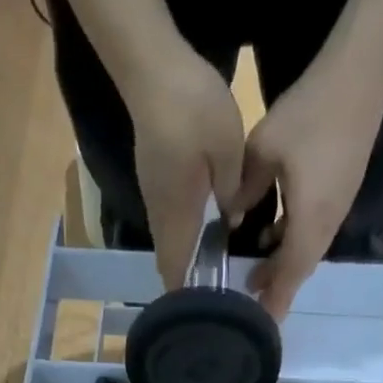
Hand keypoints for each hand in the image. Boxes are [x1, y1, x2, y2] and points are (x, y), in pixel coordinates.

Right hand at [126, 43, 245, 291]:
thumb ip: (231, 190)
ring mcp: (153, 192)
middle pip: (169, 256)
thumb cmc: (192, 108)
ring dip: (184, 258)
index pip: (177, 263)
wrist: (151, 68)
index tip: (197, 314)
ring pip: (169, 239)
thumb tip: (231, 219)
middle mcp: (161, 209)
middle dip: (186, 281)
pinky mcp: (154, 176)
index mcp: (178, 210)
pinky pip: (169, 219)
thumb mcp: (227, 149)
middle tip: (210, 300)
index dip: (185, 291)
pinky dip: (183, 236)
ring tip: (208, 275)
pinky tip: (201, 235)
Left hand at [237, 68, 382, 318]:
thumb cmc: (310, 113)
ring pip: (308, 249)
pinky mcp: (340, 191)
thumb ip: (245, 189)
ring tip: (256, 275)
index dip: (275, 298)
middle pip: (301, 267)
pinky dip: (292, 241)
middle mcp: (328, 222)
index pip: (290, 272)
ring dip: (283, 264)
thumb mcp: (263, 150)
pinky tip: (272, 234)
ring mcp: (337, 207)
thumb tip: (232, 216)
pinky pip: (313, 230)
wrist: (361, 75)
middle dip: (277, 286)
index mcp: (310, 219)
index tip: (261, 322)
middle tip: (250, 300)